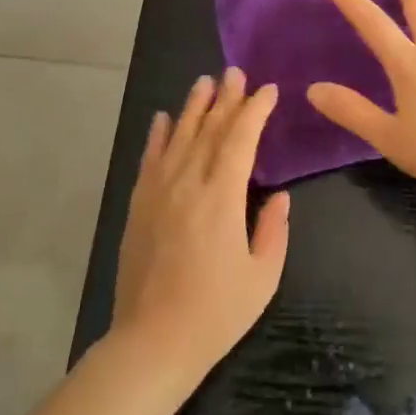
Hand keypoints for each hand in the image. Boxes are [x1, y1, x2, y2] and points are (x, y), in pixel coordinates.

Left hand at [111, 70, 289, 385]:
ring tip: (205, 82)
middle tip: (236, 72)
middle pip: (208, 130)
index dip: (255, 111)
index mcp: (221, 199)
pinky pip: (149, 160)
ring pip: (177, 137)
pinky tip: (162, 118)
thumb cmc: (216, 313)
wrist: (152, 341)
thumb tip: (277, 196)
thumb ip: (273, 230)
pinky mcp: (138, 206)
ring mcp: (157, 193)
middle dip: (226, 99)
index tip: (268, 90)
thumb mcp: (262, 276)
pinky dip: (157, 136)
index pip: (240, 140)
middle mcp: (186, 185)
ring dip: (193, 107)